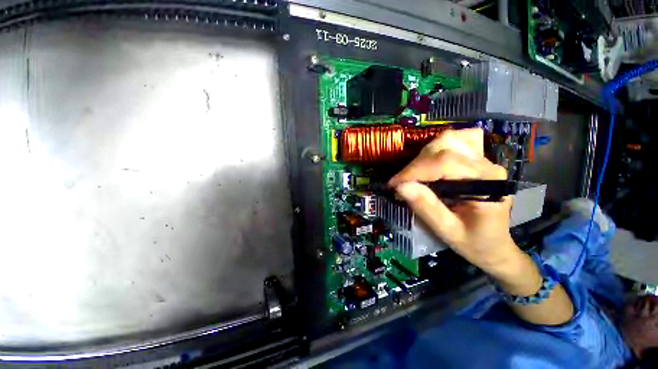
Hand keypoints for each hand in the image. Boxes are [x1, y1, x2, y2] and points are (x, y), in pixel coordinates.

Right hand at [388, 128, 519, 272]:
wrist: (495, 246)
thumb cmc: (475, 243)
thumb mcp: (448, 231)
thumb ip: (426, 207)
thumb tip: (400, 186)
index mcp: (485, 183)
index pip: (444, 163)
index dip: (413, 171)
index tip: (393, 184)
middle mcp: (487, 165)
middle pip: (445, 147)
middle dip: (416, 165)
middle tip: (402, 183)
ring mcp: (484, 160)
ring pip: (449, 140)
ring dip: (424, 155)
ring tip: (414, 175)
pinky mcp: (477, 160)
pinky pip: (457, 141)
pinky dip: (438, 148)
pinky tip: (430, 161)